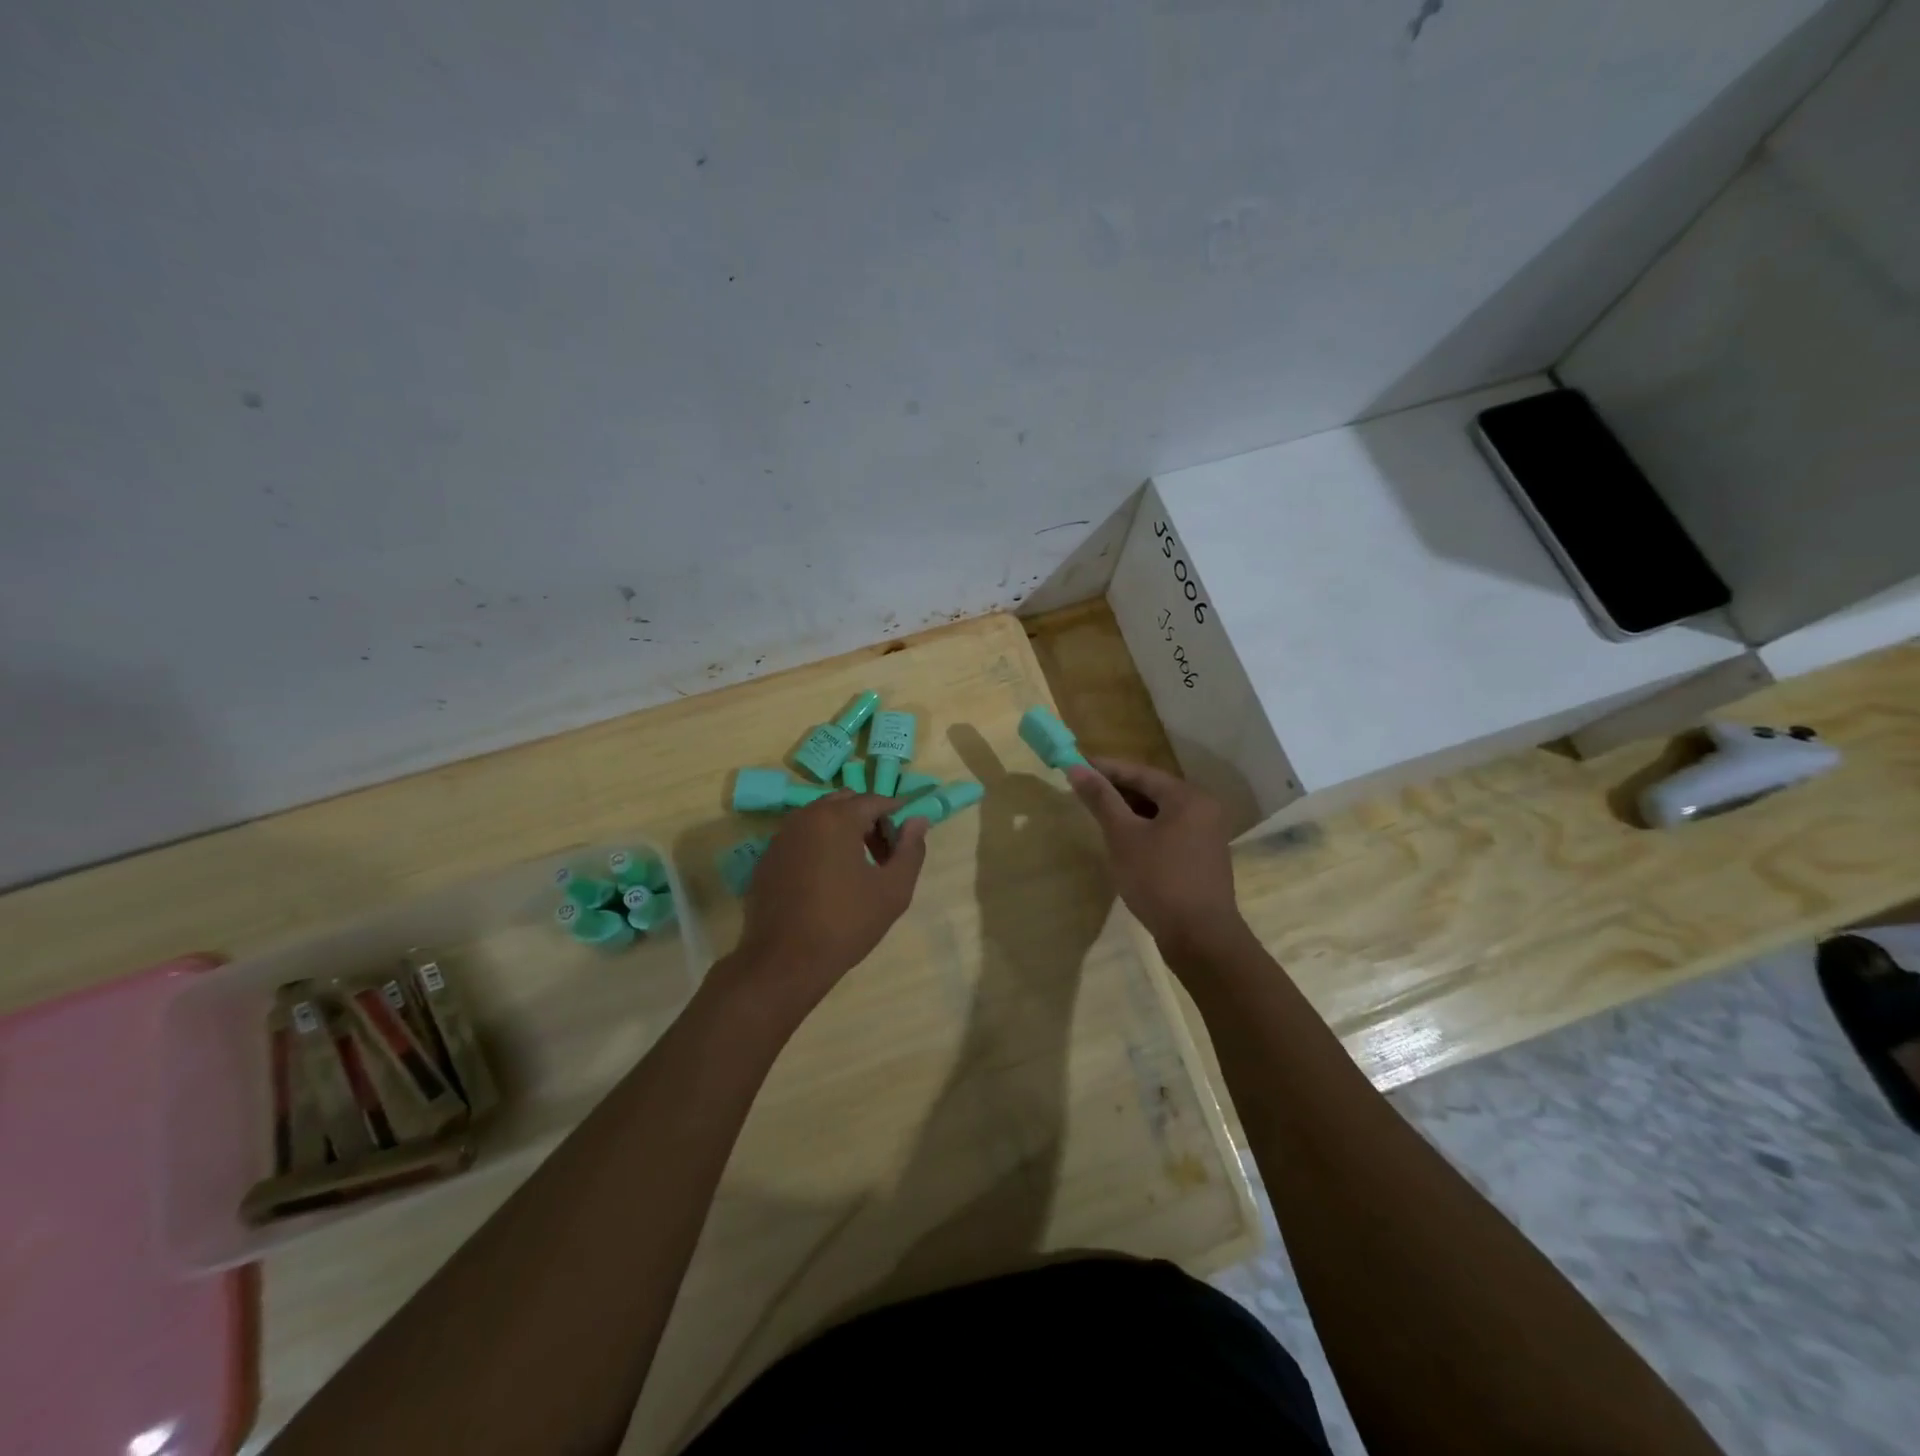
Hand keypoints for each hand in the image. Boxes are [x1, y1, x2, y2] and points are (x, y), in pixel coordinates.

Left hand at [729, 791, 930, 1010]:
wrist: (784, 962)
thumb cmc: (846, 923)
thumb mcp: (893, 890)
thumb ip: (911, 850)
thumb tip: (918, 821)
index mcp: (837, 818)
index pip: (875, 800)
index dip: (896, 816)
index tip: (906, 841)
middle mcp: (805, 817)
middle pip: (845, 803)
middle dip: (868, 820)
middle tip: (883, 854)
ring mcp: (781, 836)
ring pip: (820, 818)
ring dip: (843, 831)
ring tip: (857, 868)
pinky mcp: (768, 858)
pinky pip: (801, 838)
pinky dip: (819, 845)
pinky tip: (826, 881)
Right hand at [1065, 758, 1248, 955]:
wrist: (1200, 938)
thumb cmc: (1159, 880)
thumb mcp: (1123, 836)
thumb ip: (1101, 800)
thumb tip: (1076, 768)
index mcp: (1188, 797)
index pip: (1140, 772)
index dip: (1105, 768)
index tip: (1075, 764)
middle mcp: (1203, 809)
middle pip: (1152, 790)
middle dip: (1116, 790)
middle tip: (1082, 790)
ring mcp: (1206, 835)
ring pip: (1160, 812)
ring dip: (1129, 811)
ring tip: (1098, 814)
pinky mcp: (1202, 858)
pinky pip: (1168, 831)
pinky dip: (1144, 830)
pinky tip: (1123, 841)